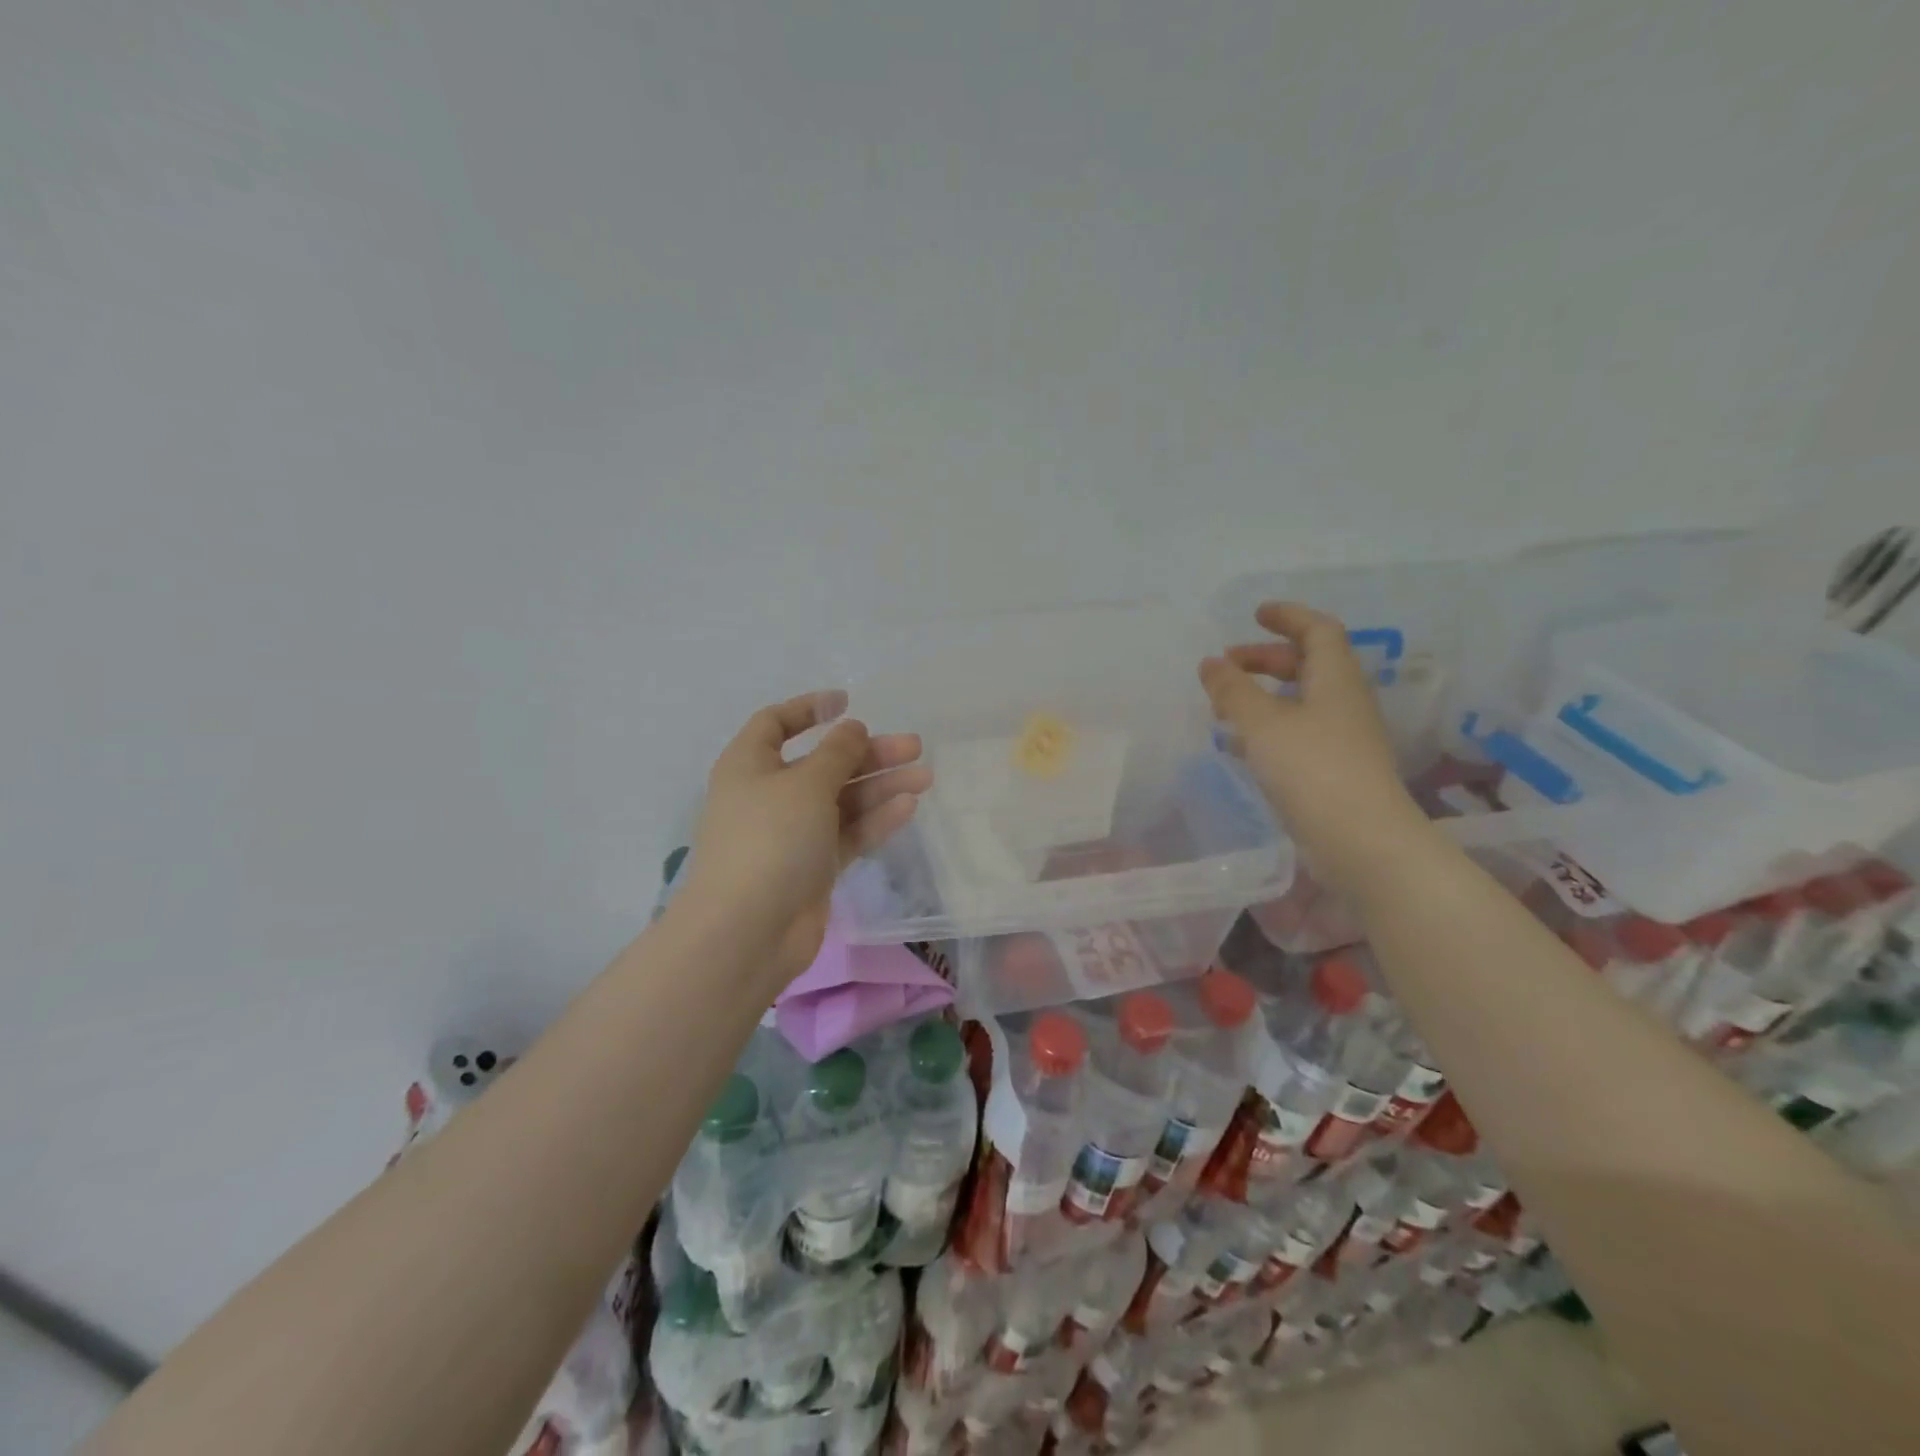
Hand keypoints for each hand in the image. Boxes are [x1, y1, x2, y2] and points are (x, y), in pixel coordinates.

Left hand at [684, 691, 930, 981]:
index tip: (848, 702)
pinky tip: (907, 806)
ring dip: (881, 785)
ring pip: (842, 799)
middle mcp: (770, 794)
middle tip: (914, 747)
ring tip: (924, 776)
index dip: (809, 708)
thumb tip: (852, 728)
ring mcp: (792, 833)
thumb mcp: (806, 783)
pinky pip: (848, 833)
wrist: (748, 931)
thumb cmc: (770, 839)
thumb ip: (836, 753)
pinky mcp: (813, 866)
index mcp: (750, 765)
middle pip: (824, 763)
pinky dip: (875, 819)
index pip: (776, 723)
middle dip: (868, 753)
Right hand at [1199, 602, 1428, 894]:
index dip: (1288, 617)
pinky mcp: (1333, 770)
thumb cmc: (1312, 768)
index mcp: (1335, 678)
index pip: (1318, 630)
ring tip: (1224, 705)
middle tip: (1226, 664)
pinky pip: (1297, 732)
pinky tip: (1240, 745)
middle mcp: (1344, 701)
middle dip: (1265, 658)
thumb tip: (1210, 663)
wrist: (1361, 840)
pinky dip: (1267, 727)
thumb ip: (1232, 690)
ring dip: (1263, 695)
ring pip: (1300, 701)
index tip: (1256, 614)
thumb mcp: (1262, 723)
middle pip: (1307, 664)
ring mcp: (1341, 738)